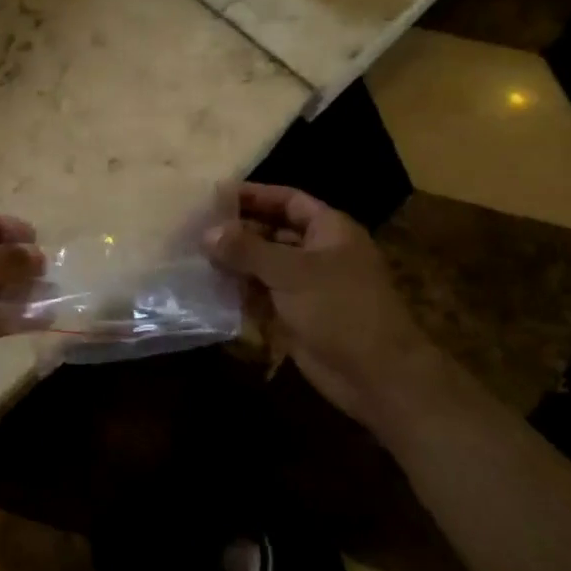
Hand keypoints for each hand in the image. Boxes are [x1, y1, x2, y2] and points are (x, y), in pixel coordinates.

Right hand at [205, 184, 448, 436]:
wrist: (376, 376)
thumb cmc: (340, 308)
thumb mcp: (291, 271)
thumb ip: (247, 249)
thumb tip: (207, 232)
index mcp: (329, 230)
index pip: (287, 200)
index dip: (254, 195)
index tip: (215, 195)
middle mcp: (318, 253)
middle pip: (272, 232)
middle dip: (238, 231)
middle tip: (196, 228)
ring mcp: (307, 286)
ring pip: (264, 266)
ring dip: (235, 263)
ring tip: (194, 256)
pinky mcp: (296, 316)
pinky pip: (262, 296)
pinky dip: (240, 292)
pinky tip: (209, 289)